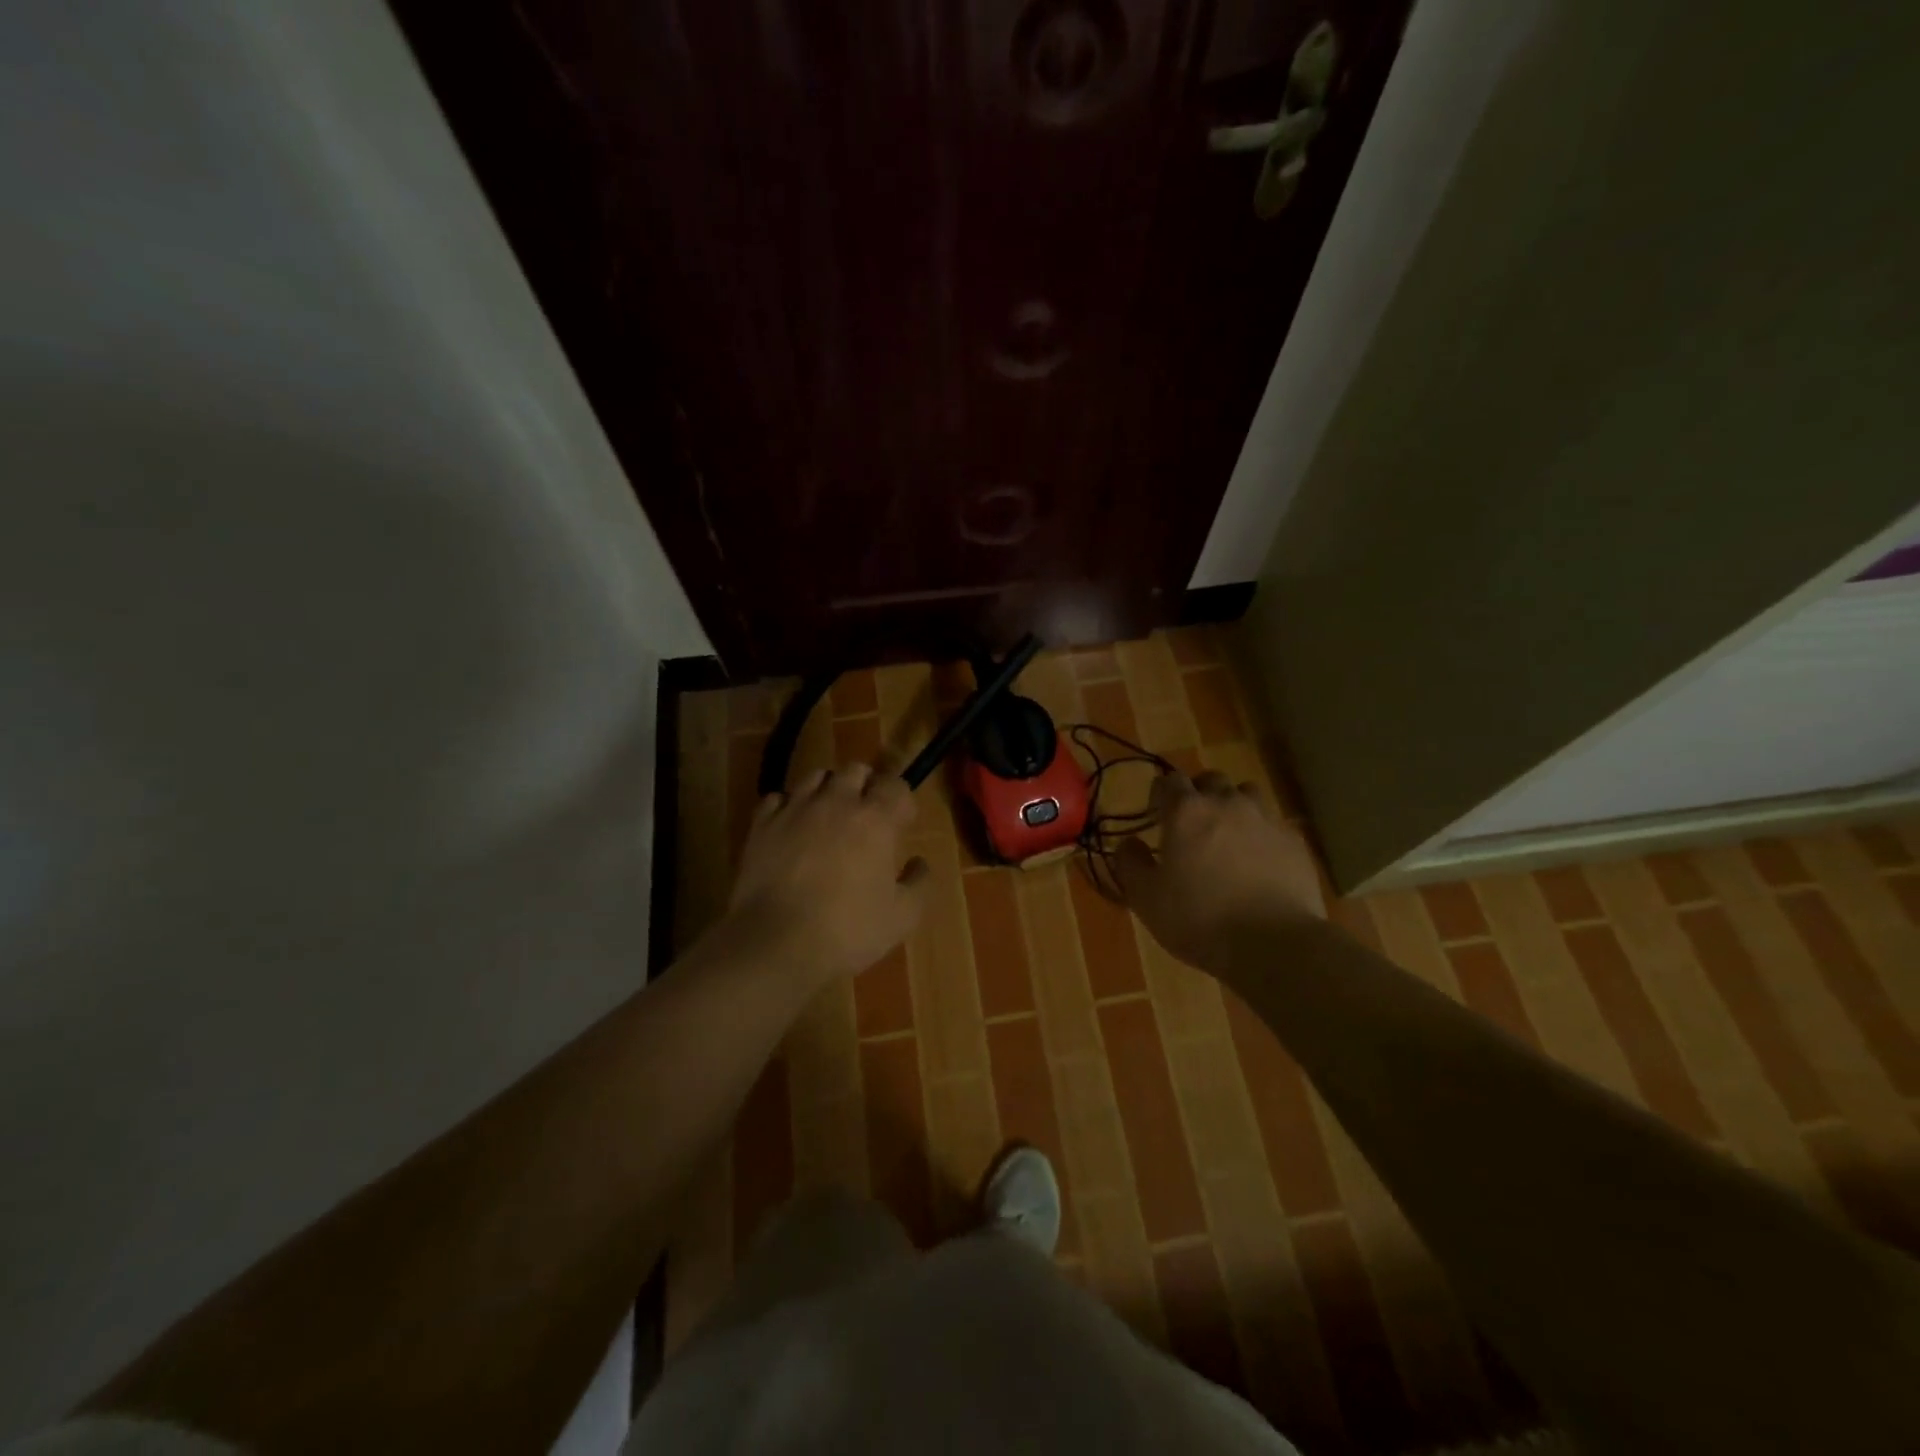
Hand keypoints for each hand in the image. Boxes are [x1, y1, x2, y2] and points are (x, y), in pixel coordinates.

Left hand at [726, 761, 929, 986]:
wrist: (777, 943)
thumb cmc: (848, 930)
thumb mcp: (901, 917)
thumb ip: (918, 883)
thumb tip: (918, 862)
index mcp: (876, 819)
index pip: (895, 785)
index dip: (901, 801)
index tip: (902, 822)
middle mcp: (837, 802)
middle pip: (855, 770)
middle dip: (866, 785)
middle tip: (866, 814)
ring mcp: (795, 809)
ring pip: (815, 777)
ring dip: (828, 789)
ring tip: (828, 815)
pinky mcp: (762, 824)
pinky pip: (777, 798)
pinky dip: (788, 806)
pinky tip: (791, 826)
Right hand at [1114, 771, 1324, 972]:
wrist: (1273, 944)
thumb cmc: (1199, 919)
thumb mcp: (1146, 898)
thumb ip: (1130, 864)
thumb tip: (1128, 844)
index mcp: (1186, 812)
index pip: (1170, 781)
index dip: (1161, 793)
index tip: (1156, 813)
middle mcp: (1227, 804)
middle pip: (1211, 780)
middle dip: (1199, 793)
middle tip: (1192, 822)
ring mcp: (1266, 820)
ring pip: (1248, 794)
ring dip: (1234, 806)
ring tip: (1228, 834)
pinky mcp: (1295, 842)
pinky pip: (1274, 824)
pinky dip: (1261, 833)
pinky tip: (1259, 859)